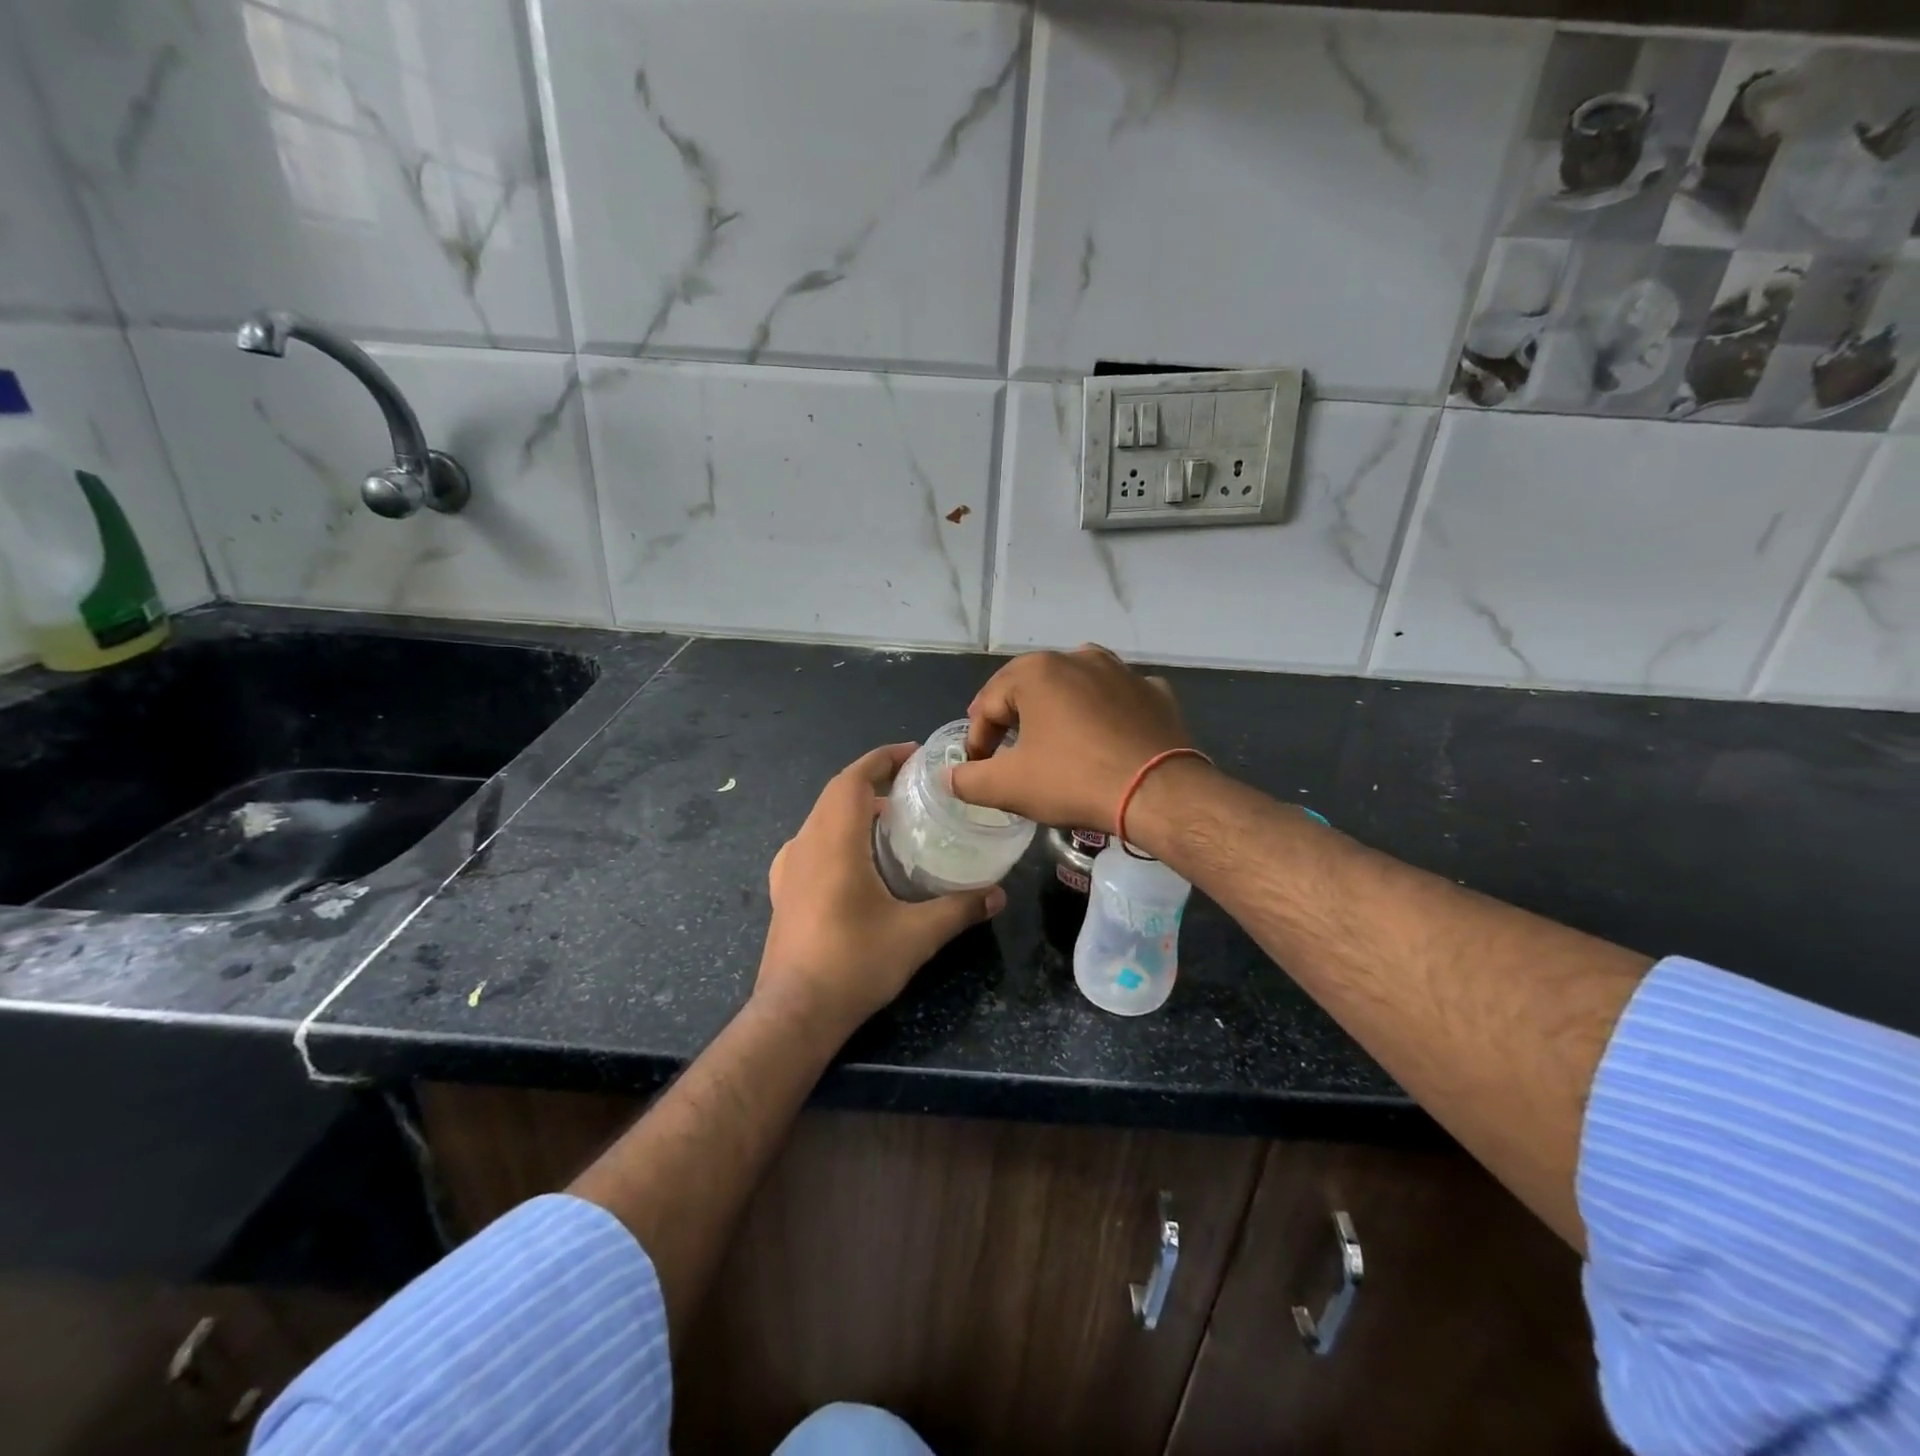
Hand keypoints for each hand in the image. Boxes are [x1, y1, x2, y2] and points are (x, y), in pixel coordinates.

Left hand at [758, 744, 1005, 1038]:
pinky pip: (810, 843)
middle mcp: (805, 844)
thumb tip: (998, 895)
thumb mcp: (917, 935)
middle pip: (836, 793)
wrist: (794, 1012)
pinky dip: (836, 832)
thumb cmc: (854, 964)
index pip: (853, 779)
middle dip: (872, 778)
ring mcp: (789, 868)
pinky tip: (856, 858)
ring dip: (853, 806)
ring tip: (890, 816)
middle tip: (911, 783)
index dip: (882, 758)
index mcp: (834, 841)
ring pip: (821, 817)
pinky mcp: (783, 891)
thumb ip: (960, 909)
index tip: (913, 752)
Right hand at [949, 645, 1191, 833]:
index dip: (977, 739)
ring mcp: (1121, 670)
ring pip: (1074, 688)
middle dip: (1014, 721)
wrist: (1158, 792)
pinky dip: (1103, 715)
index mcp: (1037, 671)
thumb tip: (948, 776)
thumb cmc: (1074, 780)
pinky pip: (1116, 699)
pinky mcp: (1154, 691)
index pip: (988, 704)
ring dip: (1058, 712)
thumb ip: (968, 779)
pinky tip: (1103, 740)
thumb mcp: (1009, 786)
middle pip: (1030, 689)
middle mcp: (1078, 657)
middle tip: (1010, 755)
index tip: (979, 769)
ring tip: (1055, 745)